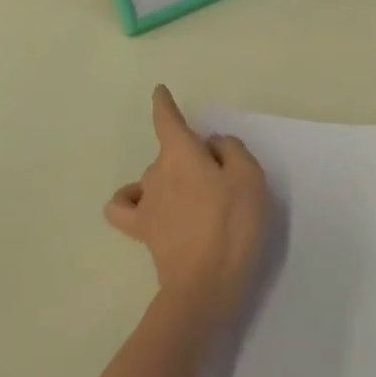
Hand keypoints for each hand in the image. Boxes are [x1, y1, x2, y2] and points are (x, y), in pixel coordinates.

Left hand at [106, 85, 269, 327]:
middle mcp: (157, 171)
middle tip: (222, 184)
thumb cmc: (232, 224)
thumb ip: (231, 150)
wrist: (206, 284)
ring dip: (173, 180)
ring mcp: (146, 203)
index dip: (164, 104)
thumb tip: (212, 146)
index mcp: (181, 153)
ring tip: (199, 203)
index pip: (167, 119)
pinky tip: (149, 206)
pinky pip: (126, 207)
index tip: (159, 92)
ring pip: (156, 177)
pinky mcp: (142, 231)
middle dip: (191, 158)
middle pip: (171, 152)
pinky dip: (133, 200)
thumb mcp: (249, 177)